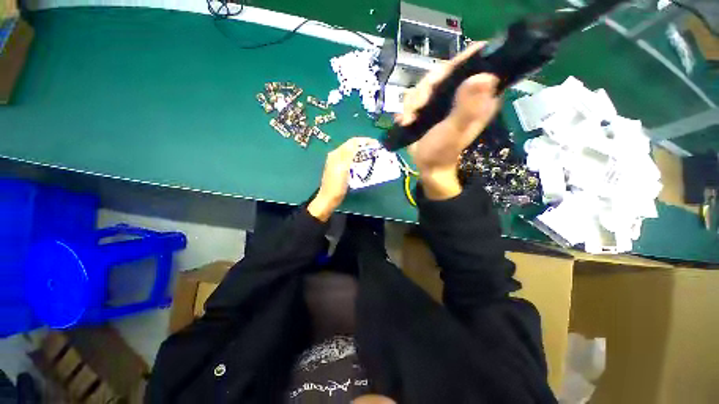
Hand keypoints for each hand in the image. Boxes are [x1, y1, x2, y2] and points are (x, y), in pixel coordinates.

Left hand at [308, 137, 377, 220]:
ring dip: (363, 154)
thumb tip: (357, 142)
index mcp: (337, 154)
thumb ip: (349, 154)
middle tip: (376, 151)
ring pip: (353, 154)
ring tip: (373, 157)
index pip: (352, 142)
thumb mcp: (343, 168)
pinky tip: (365, 165)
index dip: (364, 141)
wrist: (329, 199)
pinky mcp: (341, 170)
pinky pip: (352, 161)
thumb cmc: (336, 185)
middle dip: (365, 147)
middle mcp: (337, 156)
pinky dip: (360, 161)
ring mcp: (339, 163)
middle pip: (353, 147)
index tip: (376, 144)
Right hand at [398, 42, 500, 199]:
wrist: (427, 166)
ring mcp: (444, 100)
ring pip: (426, 84)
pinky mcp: (429, 107)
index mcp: (478, 97)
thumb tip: (485, 75)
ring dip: (413, 102)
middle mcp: (462, 93)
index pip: (475, 64)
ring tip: (408, 119)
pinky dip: (407, 109)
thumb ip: (467, 106)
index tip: (443, 75)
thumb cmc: (443, 151)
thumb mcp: (454, 130)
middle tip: (419, 106)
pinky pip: (415, 97)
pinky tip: (405, 121)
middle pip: (443, 71)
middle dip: (426, 88)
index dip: (459, 62)